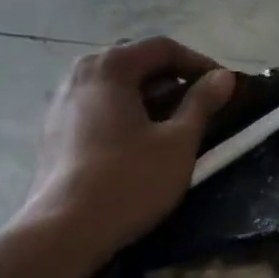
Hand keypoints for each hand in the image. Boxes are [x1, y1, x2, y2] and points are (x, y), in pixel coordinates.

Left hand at [17, 37, 235, 261]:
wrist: (64, 229)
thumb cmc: (129, 180)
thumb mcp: (178, 142)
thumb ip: (202, 104)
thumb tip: (224, 78)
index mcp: (110, 67)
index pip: (163, 48)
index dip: (200, 63)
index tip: (225, 88)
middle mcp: (79, 74)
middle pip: (135, 63)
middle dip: (173, 80)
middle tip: (202, 107)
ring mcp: (61, 103)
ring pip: (115, 88)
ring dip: (149, 99)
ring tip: (174, 128)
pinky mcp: (54, 131)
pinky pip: (98, 109)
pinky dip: (125, 115)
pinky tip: (139, 147)